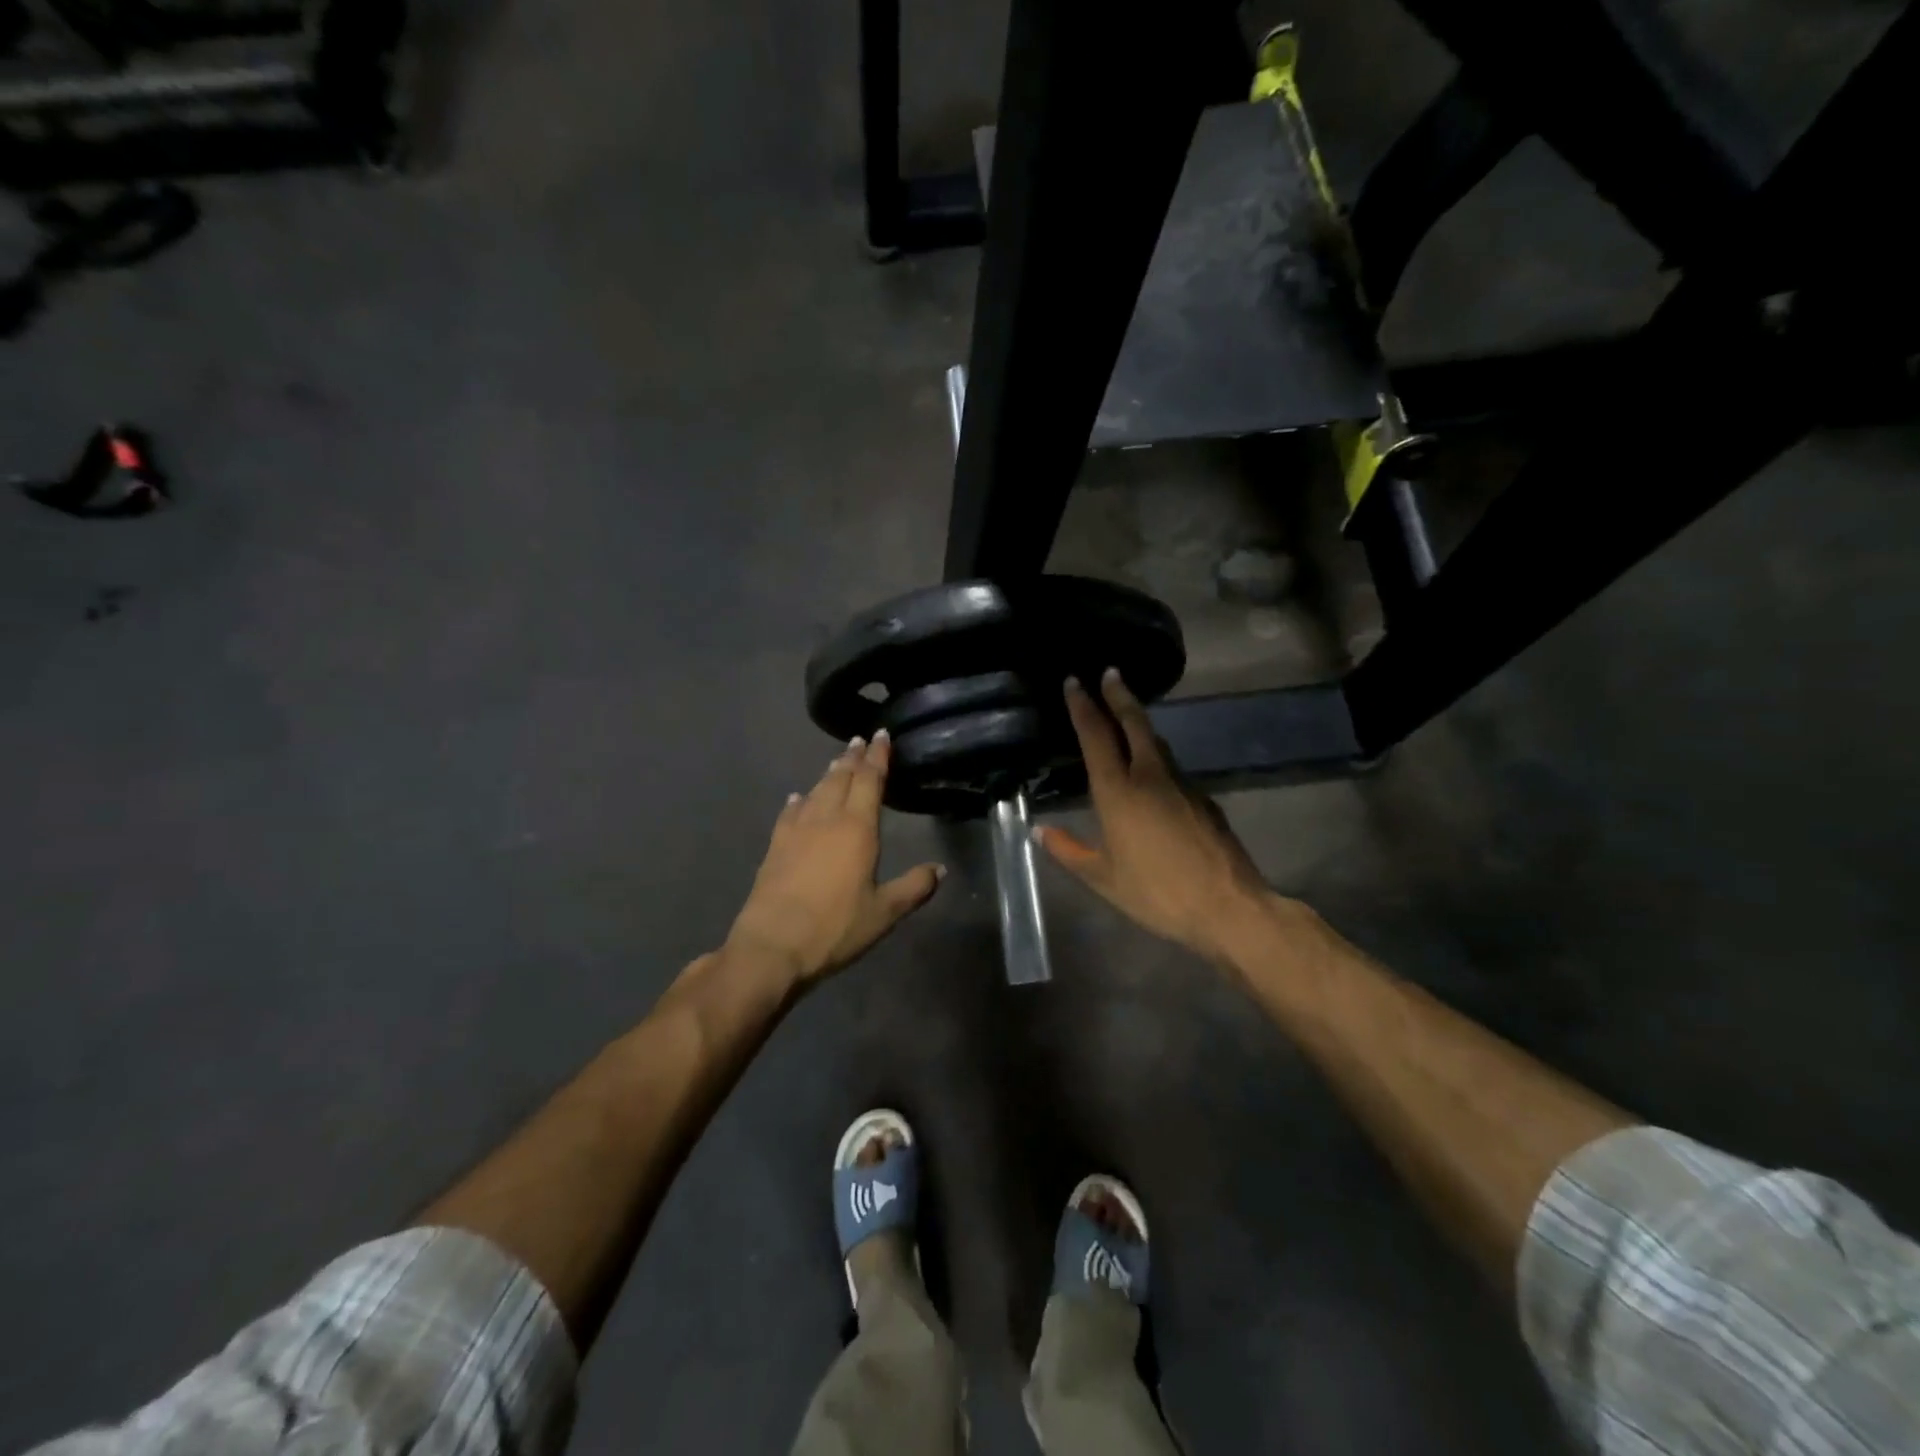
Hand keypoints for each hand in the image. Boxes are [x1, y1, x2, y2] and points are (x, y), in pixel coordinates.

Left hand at [726, 731, 944, 987]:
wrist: (772, 946)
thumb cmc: (835, 928)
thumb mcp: (884, 913)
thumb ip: (914, 887)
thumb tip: (940, 869)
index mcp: (857, 828)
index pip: (869, 780)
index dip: (877, 756)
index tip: (881, 735)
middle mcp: (826, 819)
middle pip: (840, 778)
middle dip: (853, 758)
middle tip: (860, 740)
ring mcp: (796, 831)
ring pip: (816, 791)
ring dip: (829, 774)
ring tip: (837, 762)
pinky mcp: (775, 846)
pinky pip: (790, 812)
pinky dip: (799, 800)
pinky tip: (798, 798)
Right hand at [1036, 670, 1273, 965]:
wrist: (1228, 906)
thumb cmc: (1157, 893)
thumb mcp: (1103, 879)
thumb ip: (1069, 851)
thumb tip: (1039, 831)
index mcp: (1119, 792)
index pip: (1097, 736)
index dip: (1083, 706)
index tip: (1074, 682)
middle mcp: (1150, 777)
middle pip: (1134, 723)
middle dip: (1119, 695)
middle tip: (1110, 672)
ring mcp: (1182, 785)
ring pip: (1157, 743)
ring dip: (1140, 724)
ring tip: (1127, 717)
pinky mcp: (1204, 799)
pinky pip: (1173, 768)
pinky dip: (1157, 757)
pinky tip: (1154, 774)